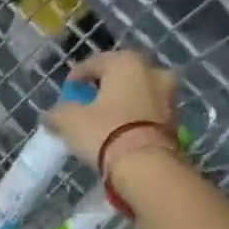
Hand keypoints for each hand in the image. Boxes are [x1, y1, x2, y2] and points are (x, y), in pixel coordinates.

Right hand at [45, 50, 178, 166]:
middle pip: (121, 76)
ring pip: (138, 94)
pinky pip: (148, 113)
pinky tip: (122, 133)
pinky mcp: (176, 121)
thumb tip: (51, 115)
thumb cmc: (105, 132)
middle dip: (105, 88)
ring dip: (123, 103)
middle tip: (88, 104)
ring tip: (106, 121)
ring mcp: (169, 96)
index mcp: (126, 62)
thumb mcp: (70, 121)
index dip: (76, 77)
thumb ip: (58, 113)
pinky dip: (135, 119)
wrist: (147, 166)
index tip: (67, 92)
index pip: (94, 62)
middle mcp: (152, 71)